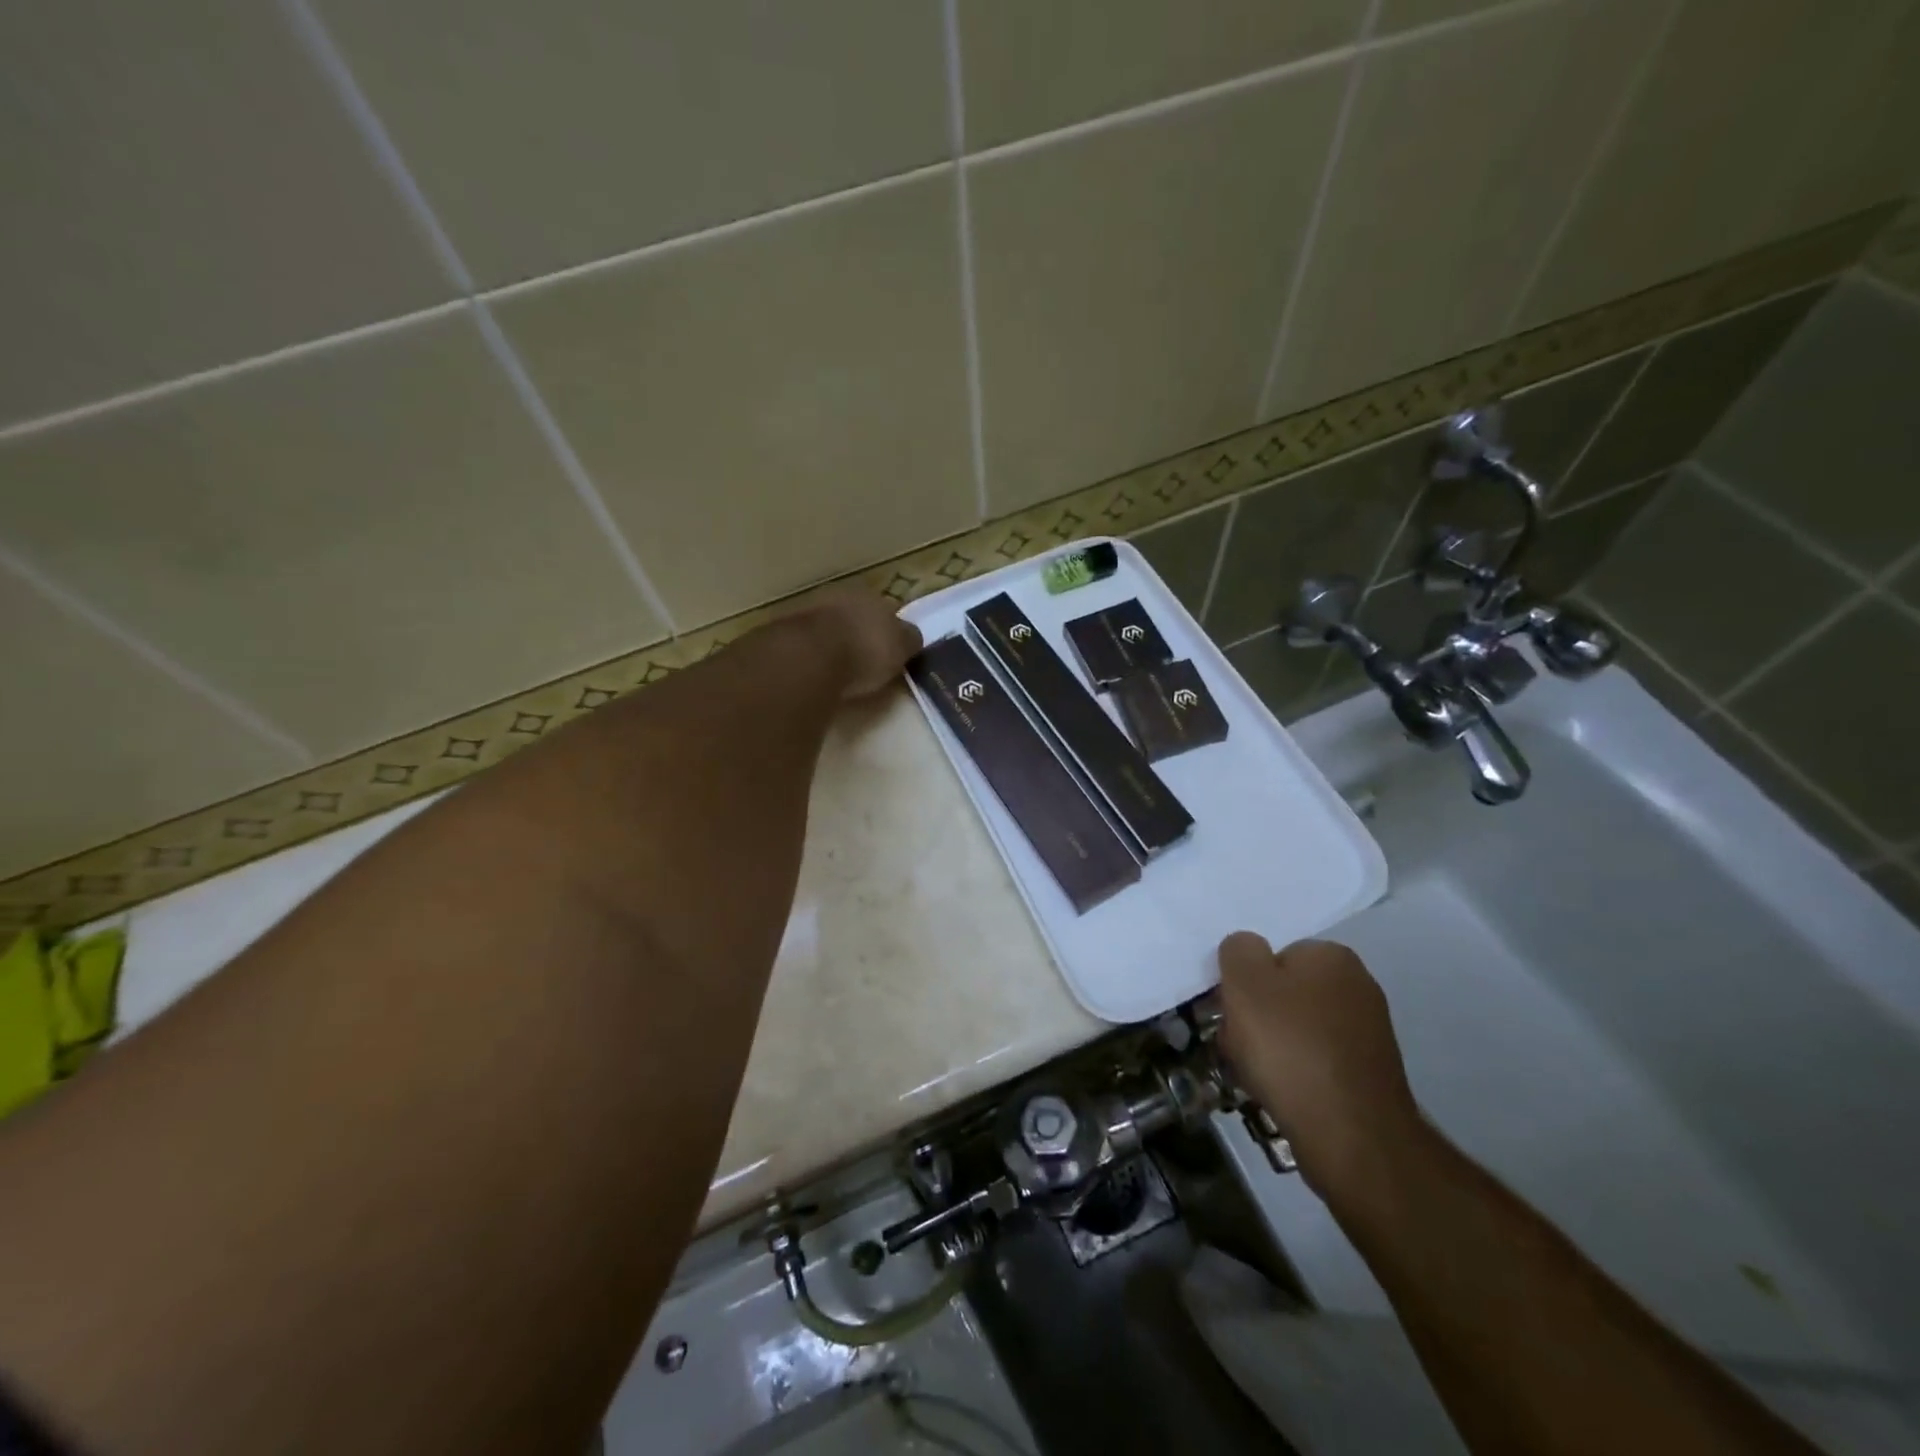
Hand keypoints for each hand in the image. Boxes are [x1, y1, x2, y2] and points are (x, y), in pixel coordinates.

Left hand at [790, 588, 922, 698]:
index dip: (888, 630)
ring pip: (826, 628)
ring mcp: (805, 612)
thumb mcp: (901, 647)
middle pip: (852, 616)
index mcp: (868, 594)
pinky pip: (805, 647)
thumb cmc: (865, 650)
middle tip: (865, 661)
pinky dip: (812, 658)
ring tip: (839, 671)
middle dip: (858, 634)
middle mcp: (836, 596)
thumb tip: (910, 638)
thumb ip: (907, 640)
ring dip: (832, 645)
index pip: (884, 609)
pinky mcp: (781, 635)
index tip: (890, 651)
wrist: (809, 658)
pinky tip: (817, 674)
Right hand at [1218, 934, 1423, 1199]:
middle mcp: (1359, 986)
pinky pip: (1317, 1062)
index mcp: (1332, 956)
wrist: (1350, 1135)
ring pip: (1299, 1029)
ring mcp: (1369, 1033)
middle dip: (1259, 1016)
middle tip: (1238, 1043)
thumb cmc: (1290, 1047)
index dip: (1247, 981)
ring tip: (1257, 1075)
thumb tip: (1247, 949)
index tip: (1233, 1009)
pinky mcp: (1370, 1075)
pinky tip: (1284, 1093)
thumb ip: (1239, 950)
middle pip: (1287, 992)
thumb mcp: (1244, 983)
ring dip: (1274, 1047)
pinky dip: (1297, 1073)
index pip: (1275, 955)